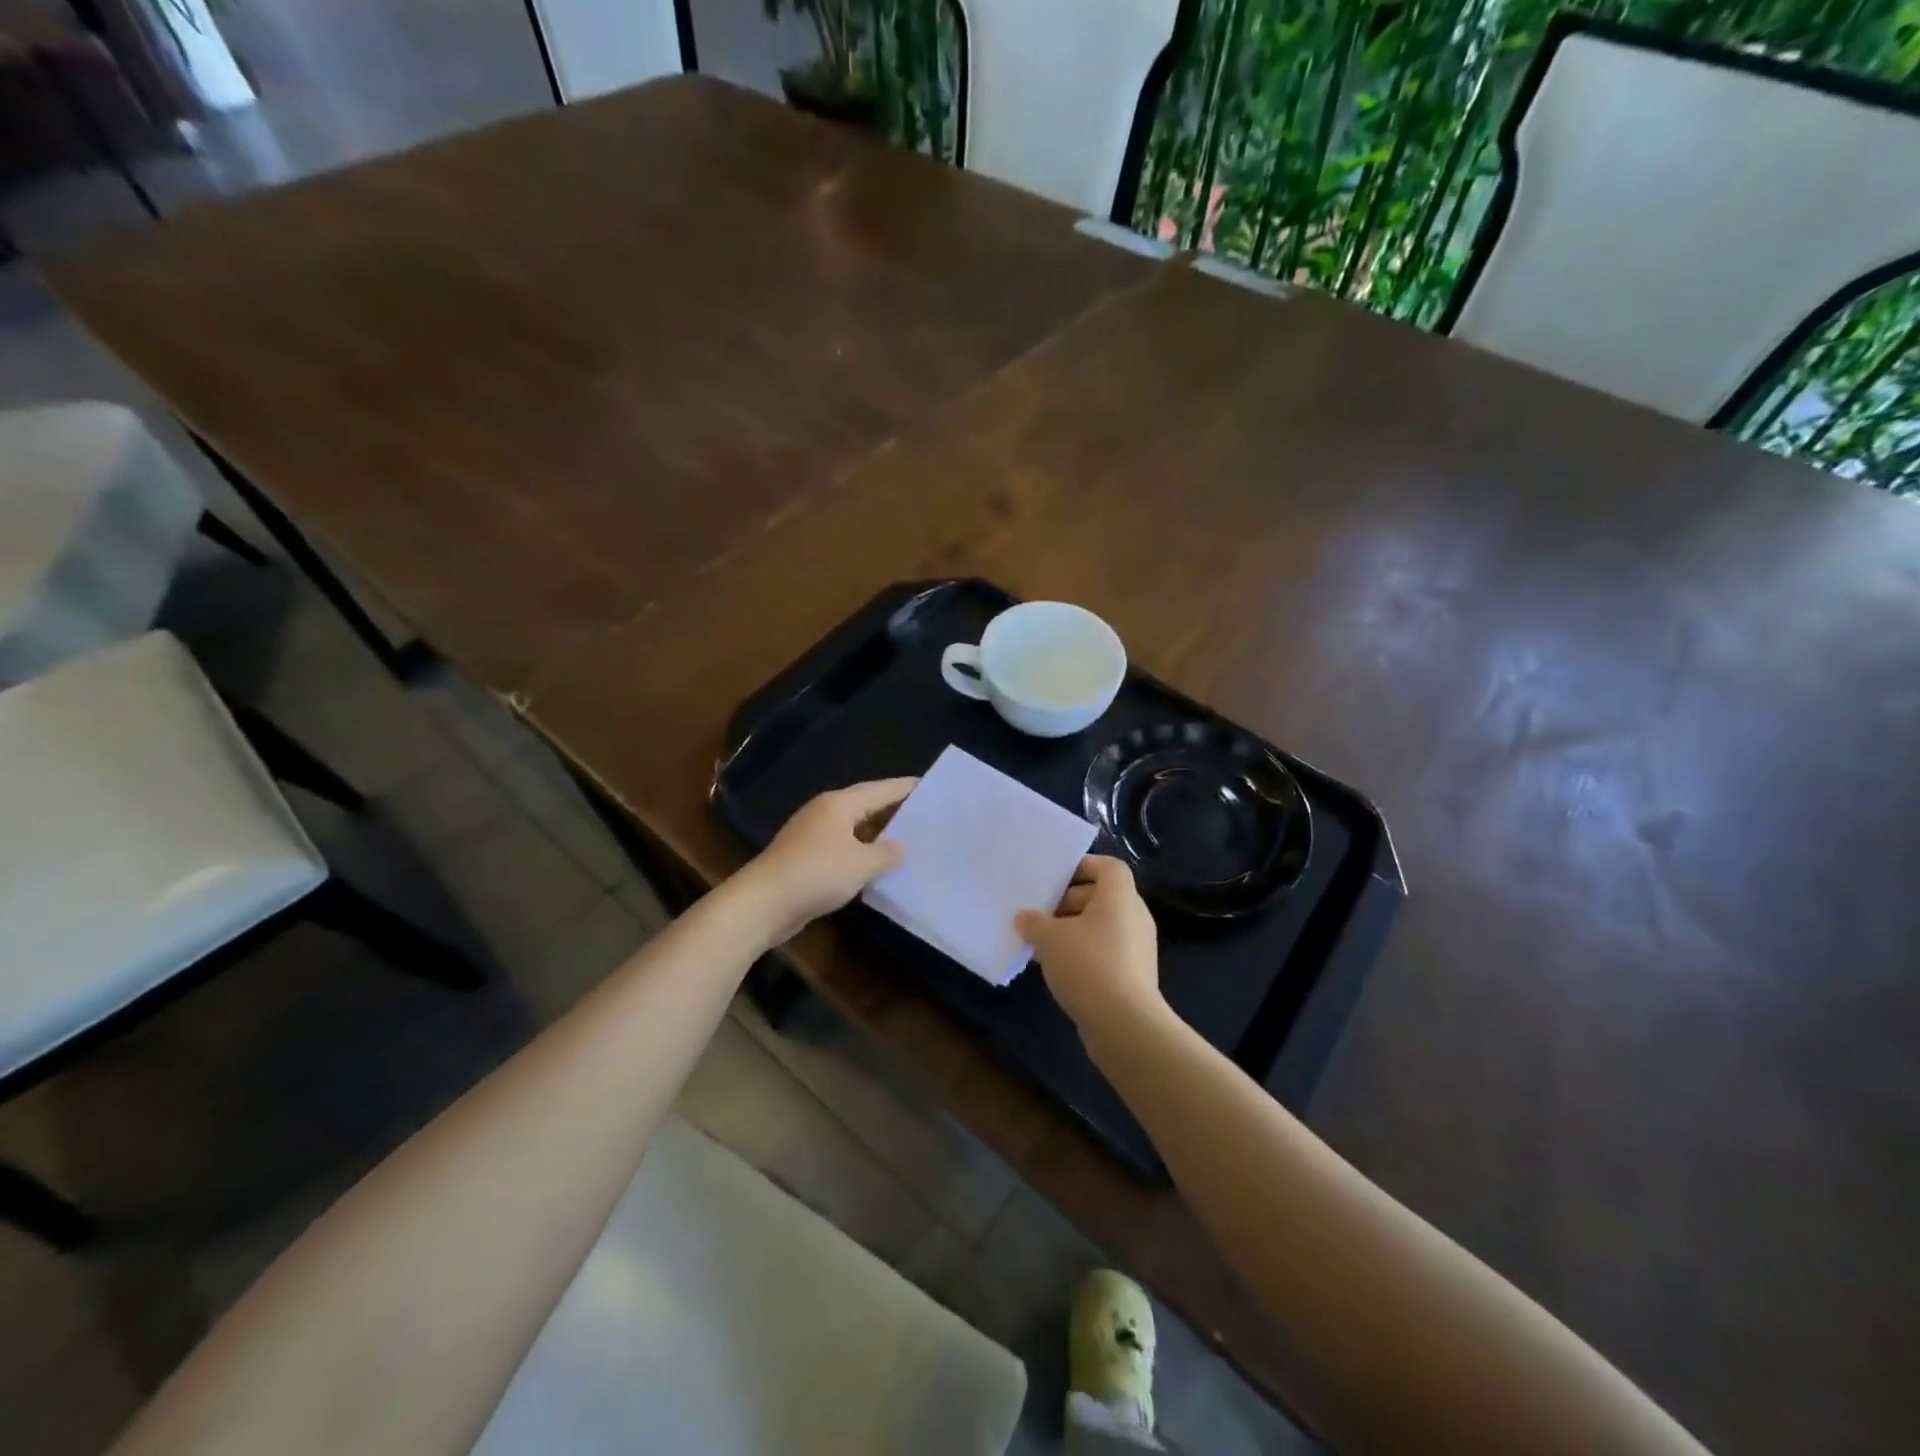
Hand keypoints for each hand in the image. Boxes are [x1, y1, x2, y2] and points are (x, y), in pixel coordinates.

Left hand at [736, 777, 915, 945]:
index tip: (930, 786)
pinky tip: (877, 865)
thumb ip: (886, 852)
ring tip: (909, 841)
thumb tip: (899, 847)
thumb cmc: (817, 874)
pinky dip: (862, 852)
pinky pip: (843, 846)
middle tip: (926, 816)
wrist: (764, 902)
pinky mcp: (806, 856)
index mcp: (840, 803)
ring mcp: (813, 834)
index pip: (881, 789)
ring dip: (878, 834)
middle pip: (867, 805)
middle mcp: (826, 811)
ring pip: (854, 827)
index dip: (906, 788)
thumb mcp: (862, 864)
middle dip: (895, 810)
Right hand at [1015, 856, 1162, 1036]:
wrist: (1125, 1024)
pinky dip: (1083, 954)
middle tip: (1040, 914)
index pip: (1108, 867)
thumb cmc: (1088, 965)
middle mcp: (1134, 917)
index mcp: (1120, 897)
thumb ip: (1034, 922)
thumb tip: (1025, 918)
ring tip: (1041, 944)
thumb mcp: (1049, 938)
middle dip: (1069, 902)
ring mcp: (1137, 948)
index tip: (1055, 878)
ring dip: (1072, 931)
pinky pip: (1105, 952)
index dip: (1083, 866)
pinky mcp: (1134, 975)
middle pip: (1101, 896)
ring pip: (1101, 927)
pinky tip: (1057, 969)